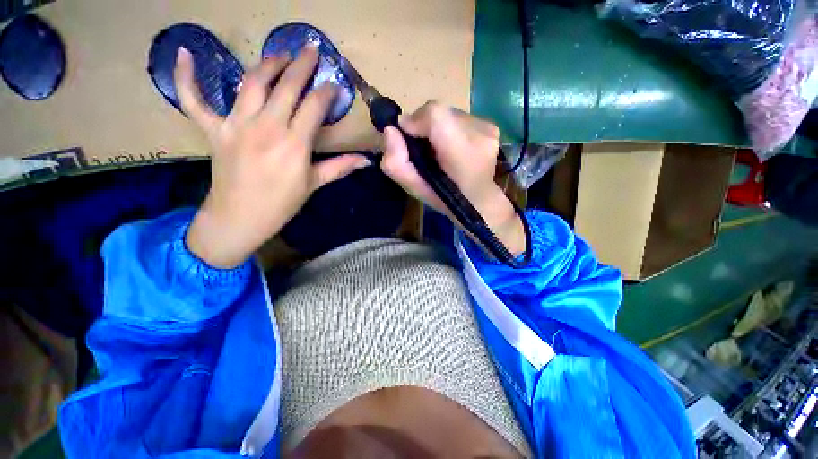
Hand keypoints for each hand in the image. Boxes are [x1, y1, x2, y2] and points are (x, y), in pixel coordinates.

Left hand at [177, 46, 369, 267]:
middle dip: (302, 65)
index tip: (335, 86)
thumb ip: (340, 167)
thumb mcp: (314, 184)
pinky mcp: (213, 130)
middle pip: (286, 87)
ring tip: (281, 55)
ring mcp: (236, 125)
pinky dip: (185, 77)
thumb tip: (366, 161)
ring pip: (251, 82)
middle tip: (311, 50)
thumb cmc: (282, 204)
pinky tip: (183, 54)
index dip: (326, 93)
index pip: (314, 107)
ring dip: (268, 64)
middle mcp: (266, 127)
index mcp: (294, 144)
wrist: (240, 218)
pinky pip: (194, 100)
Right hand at [381, 102, 524, 255]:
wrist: (478, 202)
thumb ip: (396, 163)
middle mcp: (479, 133)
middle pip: (440, 112)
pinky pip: (461, 118)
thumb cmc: (444, 199)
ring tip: (440, 150)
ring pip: (449, 114)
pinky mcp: (491, 127)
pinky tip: (454, 147)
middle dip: (425, 127)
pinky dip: (451, 129)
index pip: (434, 114)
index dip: (415, 121)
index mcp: (460, 152)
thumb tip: (391, 130)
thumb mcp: (414, 188)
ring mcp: (488, 128)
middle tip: (424, 149)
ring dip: (438, 129)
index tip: (408, 137)